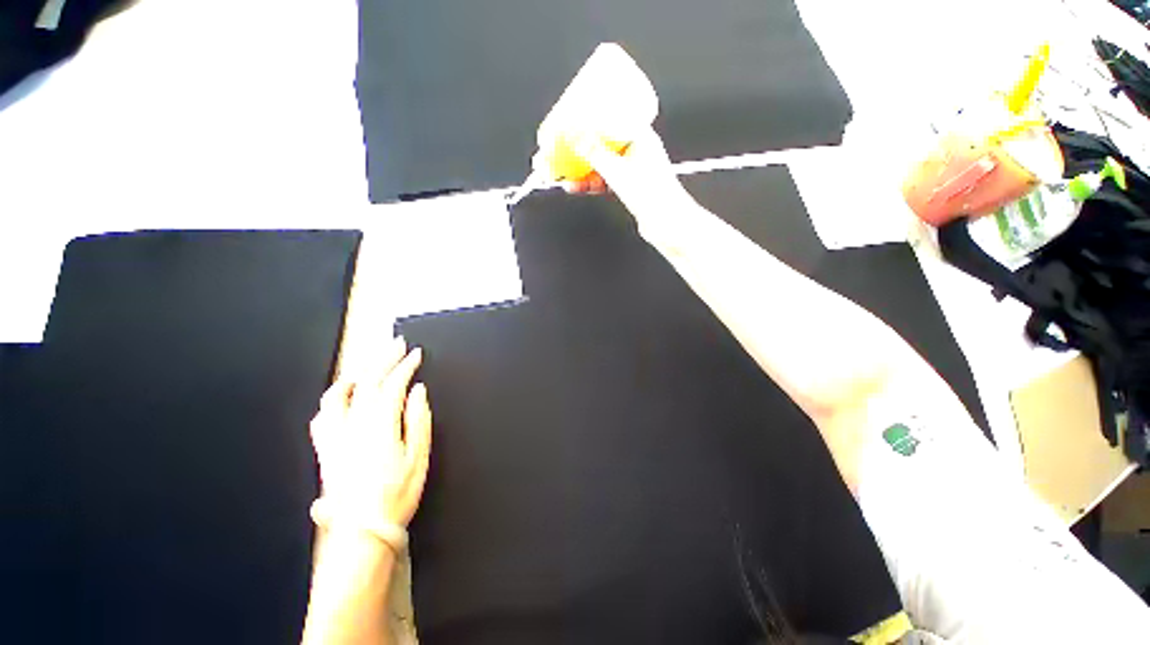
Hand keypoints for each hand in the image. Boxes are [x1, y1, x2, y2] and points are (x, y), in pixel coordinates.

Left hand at [310, 336, 431, 527]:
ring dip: (355, 373)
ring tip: (368, 364)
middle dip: (384, 359)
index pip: (392, 385)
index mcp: (379, 426)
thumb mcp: (418, 456)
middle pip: (366, 382)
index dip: (406, 366)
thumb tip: (418, 391)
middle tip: (396, 344)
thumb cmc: (396, 494)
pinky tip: (339, 396)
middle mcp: (353, 426)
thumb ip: (418, 419)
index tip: (416, 354)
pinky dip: (331, 399)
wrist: (362, 531)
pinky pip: (322, 417)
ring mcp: (335, 437)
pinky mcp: (325, 450)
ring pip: (338, 395)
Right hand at [566, 128, 702, 245]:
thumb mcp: (618, 171)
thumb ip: (595, 153)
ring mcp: (632, 169)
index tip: (572, 115)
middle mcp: (637, 150)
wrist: (666, 224)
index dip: (591, 115)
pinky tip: (576, 186)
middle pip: (602, 141)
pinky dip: (589, 182)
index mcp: (641, 137)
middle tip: (562, 146)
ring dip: (581, 167)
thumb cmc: (654, 195)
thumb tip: (574, 134)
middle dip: (580, 146)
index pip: (612, 117)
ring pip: (601, 163)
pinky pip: (604, 179)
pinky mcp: (628, 186)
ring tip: (562, 170)